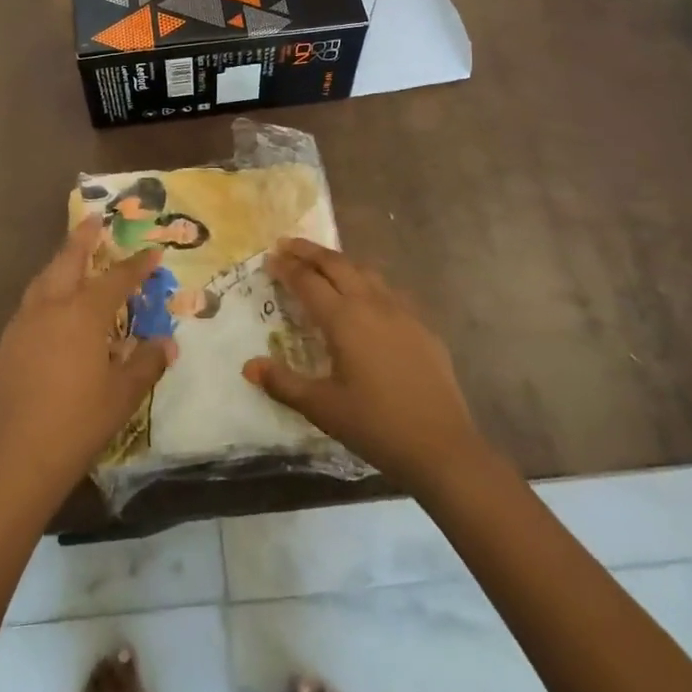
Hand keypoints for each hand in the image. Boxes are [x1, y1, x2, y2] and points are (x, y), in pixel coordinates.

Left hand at [0, 220, 173, 505]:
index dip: (137, 265)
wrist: (18, 460)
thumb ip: (147, 362)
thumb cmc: (79, 423)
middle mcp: (50, 308)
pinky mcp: (5, 346)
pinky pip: (29, 307)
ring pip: (43, 280)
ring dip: (61, 263)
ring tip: (73, 257)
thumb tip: (166, 343)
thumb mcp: (124, 394)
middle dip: (84, 238)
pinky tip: (51, 311)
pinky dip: (45, 295)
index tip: (153, 252)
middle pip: (68, 261)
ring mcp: (22, 325)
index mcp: (83, 314)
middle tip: (95, 219)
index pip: (116, 278)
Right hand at [245, 238, 487, 492]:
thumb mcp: (322, 408)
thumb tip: (249, 366)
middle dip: (309, 251)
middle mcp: (372, 304)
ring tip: (323, 263)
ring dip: (339, 261)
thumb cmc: (376, 426)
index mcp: (344, 319)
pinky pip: (388, 290)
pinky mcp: (422, 326)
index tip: (269, 257)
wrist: (442, 446)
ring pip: (365, 271)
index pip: (308, 281)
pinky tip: (366, 296)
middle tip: (288, 244)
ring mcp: (401, 312)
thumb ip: (284, 383)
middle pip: (337, 264)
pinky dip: (367, 281)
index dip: (286, 267)